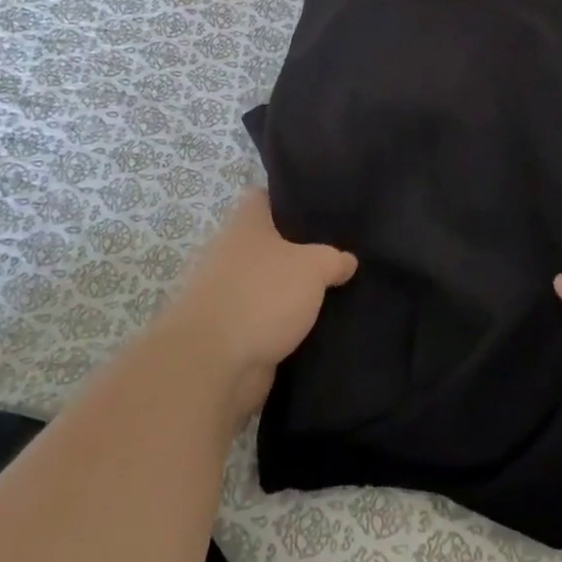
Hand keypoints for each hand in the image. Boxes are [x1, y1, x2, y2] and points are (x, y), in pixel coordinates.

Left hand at [161, 189, 356, 422]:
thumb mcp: (313, 267)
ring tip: (333, 291)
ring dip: (290, 290)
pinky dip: (282, 323)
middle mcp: (230, 252)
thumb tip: (347, 260)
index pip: (263, 197)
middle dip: (297, 249)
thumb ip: (333, 259)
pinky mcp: (229, 331)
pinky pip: (263, 318)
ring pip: (266, 282)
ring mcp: (226, 293)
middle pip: (266, 242)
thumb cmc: (262, 295)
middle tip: (336, 253)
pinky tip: (315, 326)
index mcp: (244, 224)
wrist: (214, 364)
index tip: (319, 206)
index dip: (289, 198)